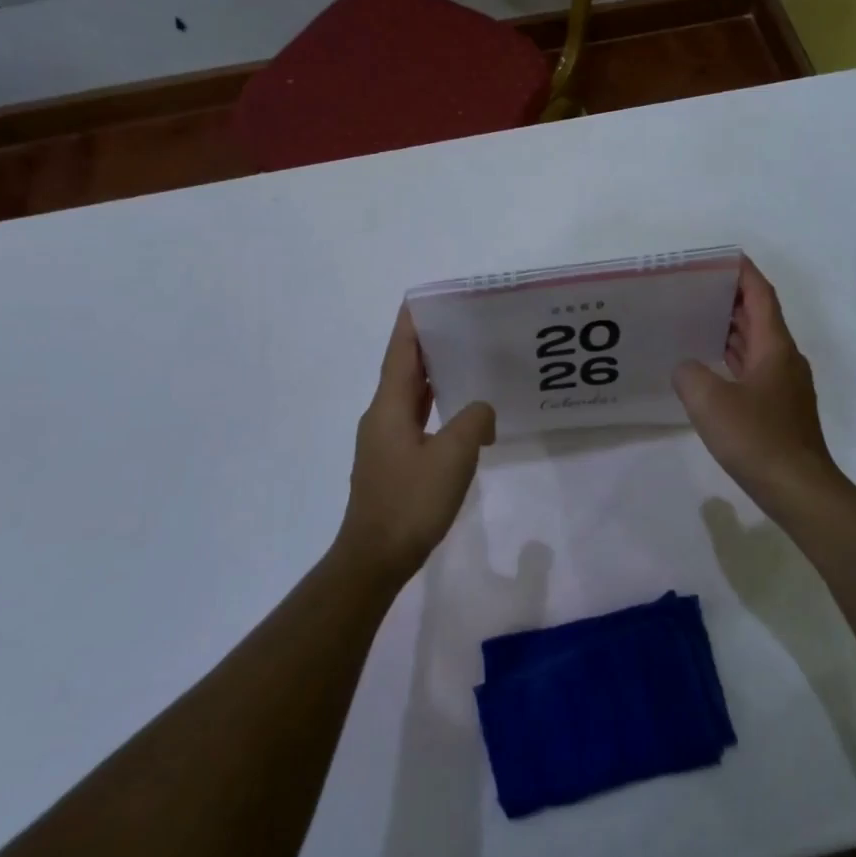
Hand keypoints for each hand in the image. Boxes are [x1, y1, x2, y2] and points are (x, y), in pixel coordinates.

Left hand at [335, 307, 494, 586]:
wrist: (375, 558)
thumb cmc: (411, 502)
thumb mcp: (453, 456)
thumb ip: (473, 420)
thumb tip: (480, 410)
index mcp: (388, 408)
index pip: (400, 353)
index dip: (411, 324)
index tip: (425, 298)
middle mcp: (381, 417)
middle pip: (404, 370)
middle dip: (427, 345)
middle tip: (460, 324)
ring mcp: (383, 441)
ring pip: (409, 397)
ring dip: (432, 376)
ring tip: (464, 359)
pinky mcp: (391, 462)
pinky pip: (415, 420)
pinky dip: (434, 406)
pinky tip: (458, 413)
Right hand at [673, 258, 841, 510]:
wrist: (799, 489)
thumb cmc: (757, 438)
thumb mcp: (709, 401)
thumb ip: (689, 373)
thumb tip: (687, 367)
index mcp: (774, 346)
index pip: (760, 294)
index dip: (742, 272)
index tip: (720, 257)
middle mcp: (784, 358)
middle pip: (759, 316)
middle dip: (730, 298)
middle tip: (694, 289)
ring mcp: (785, 384)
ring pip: (757, 343)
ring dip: (731, 329)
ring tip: (695, 320)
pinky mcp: (780, 407)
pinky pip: (754, 368)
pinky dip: (733, 357)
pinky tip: (710, 368)